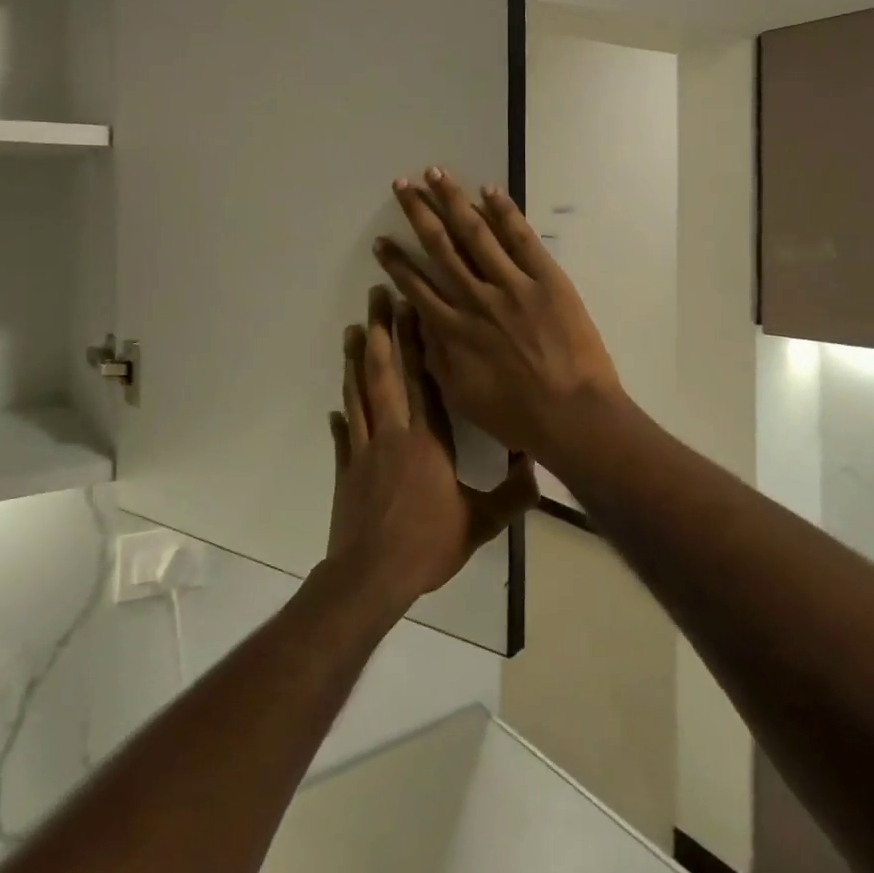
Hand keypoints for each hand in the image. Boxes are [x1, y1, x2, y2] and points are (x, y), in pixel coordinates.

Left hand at [326, 286, 535, 614]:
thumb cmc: (427, 545)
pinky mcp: (347, 471)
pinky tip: (335, 405)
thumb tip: (538, 472)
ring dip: (354, 360)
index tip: (412, 307)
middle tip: (376, 296)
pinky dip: (341, 417)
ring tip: (350, 329)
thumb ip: (511, 497)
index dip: (417, 342)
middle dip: (379, 331)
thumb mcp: (479, 524)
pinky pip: (343, 436)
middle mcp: (394, 434)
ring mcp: (365, 450)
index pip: (424, 380)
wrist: (372, 576)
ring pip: (358, 394)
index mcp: (427, 441)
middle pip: (383, 373)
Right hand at [373, 167, 625, 468]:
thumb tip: (418, 322)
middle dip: (418, 213)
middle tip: (402, 186)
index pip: (416, 285)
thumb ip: (435, 356)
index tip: (382, 241)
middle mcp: (475, 298)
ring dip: (452, 200)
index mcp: (453, 329)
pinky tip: (488, 191)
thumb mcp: (460, 395)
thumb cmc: (515, 415)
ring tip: (434, 174)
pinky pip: (521, 239)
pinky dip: (504, 212)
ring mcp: (512, 285)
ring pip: (476, 233)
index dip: (396, 262)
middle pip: (440, 246)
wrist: (572, 415)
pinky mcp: (547, 279)